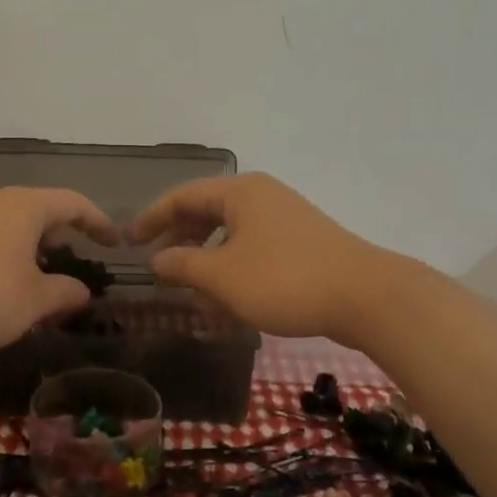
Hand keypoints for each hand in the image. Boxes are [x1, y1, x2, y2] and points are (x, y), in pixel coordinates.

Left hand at [0, 187, 118, 351]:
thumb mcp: (35, 300)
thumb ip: (65, 292)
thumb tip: (82, 291)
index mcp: (24, 207)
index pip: (72, 203)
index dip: (98, 221)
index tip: (114, 243)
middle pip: (39, 208)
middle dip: (60, 233)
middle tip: (74, 258)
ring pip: (9, 221)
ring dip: (30, 244)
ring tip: (38, 273)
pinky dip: (3, 250)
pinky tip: (2, 279)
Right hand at [129, 173, 393, 342]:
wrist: (365, 296)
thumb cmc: (284, 280)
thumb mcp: (222, 276)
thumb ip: (182, 265)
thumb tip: (157, 259)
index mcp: (239, 192)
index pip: (182, 197)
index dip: (152, 218)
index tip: (130, 242)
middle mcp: (261, 196)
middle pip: (207, 213)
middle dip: (181, 242)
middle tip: (162, 269)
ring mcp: (285, 218)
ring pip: (232, 235)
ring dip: (208, 263)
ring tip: (196, 295)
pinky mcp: (303, 242)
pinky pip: (255, 249)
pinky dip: (235, 270)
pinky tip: (231, 303)